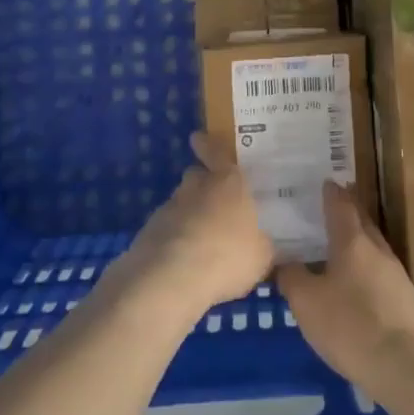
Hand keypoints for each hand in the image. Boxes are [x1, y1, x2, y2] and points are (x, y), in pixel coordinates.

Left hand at [119, 132, 275, 317]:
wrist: (171, 277)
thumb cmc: (227, 255)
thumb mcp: (262, 256)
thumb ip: (262, 244)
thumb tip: (264, 243)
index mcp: (228, 183)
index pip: (216, 152)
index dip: (208, 145)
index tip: (197, 137)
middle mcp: (197, 186)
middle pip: (197, 176)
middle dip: (204, 185)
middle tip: (216, 203)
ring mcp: (170, 206)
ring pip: (182, 202)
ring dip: (189, 214)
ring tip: (202, 240)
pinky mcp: (150, 230)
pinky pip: (167, 228)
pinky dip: (175, 237)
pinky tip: (184, 260)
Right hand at [277, 183, 413, 397]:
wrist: (407, 366)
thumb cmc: (351, 325)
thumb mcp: (307, 303)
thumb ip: (292, 278)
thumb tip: (285, 262)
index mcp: (352, 240)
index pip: (340, 204)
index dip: (330, 192)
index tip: (322, 181)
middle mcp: (376, 249)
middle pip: (360, 221)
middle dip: (345, 212)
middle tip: (325, 210)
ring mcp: (395, 274)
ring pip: (371, 247)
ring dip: (354, 243)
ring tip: (334, 247)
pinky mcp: (405, 300)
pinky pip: (378, 272)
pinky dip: (363, 269)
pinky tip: (352, 285)